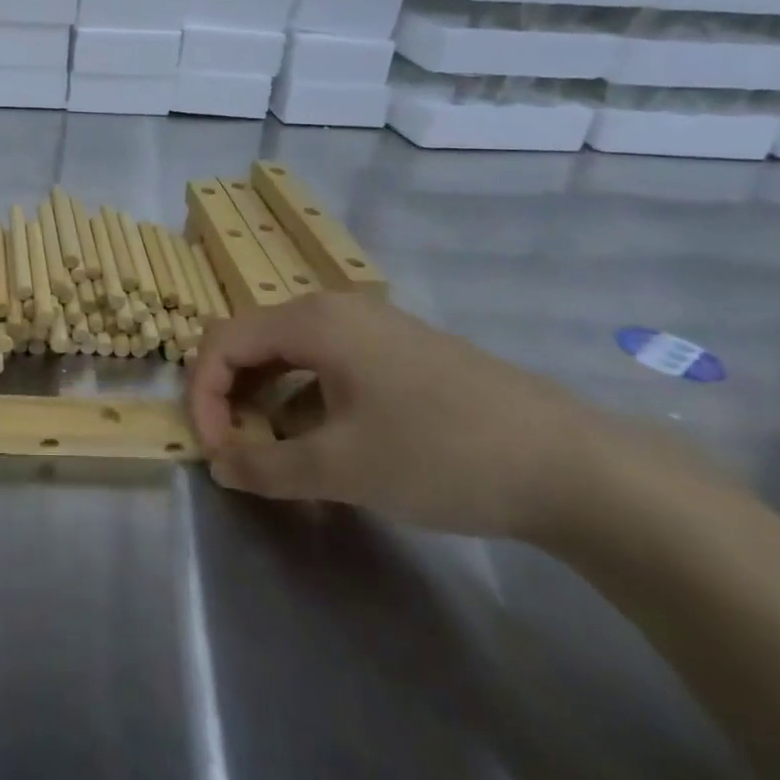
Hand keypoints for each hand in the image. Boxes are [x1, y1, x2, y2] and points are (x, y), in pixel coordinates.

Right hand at [187, 295, 619, 541]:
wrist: (575, 467)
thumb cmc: (442, 454)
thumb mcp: (343, 469)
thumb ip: (267, 468)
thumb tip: (219, 468)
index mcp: (313, 320)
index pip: (223, 342)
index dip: (203, 396)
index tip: (216, 454)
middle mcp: (335, 310)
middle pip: (252, 342)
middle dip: (231, 398)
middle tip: (238, 454)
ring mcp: (372, 329)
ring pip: (289, 356)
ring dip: (267, 402)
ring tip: (277, 456)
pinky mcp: (399, 353)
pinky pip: (326, 366)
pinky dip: (305, 402)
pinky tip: (325, 445)